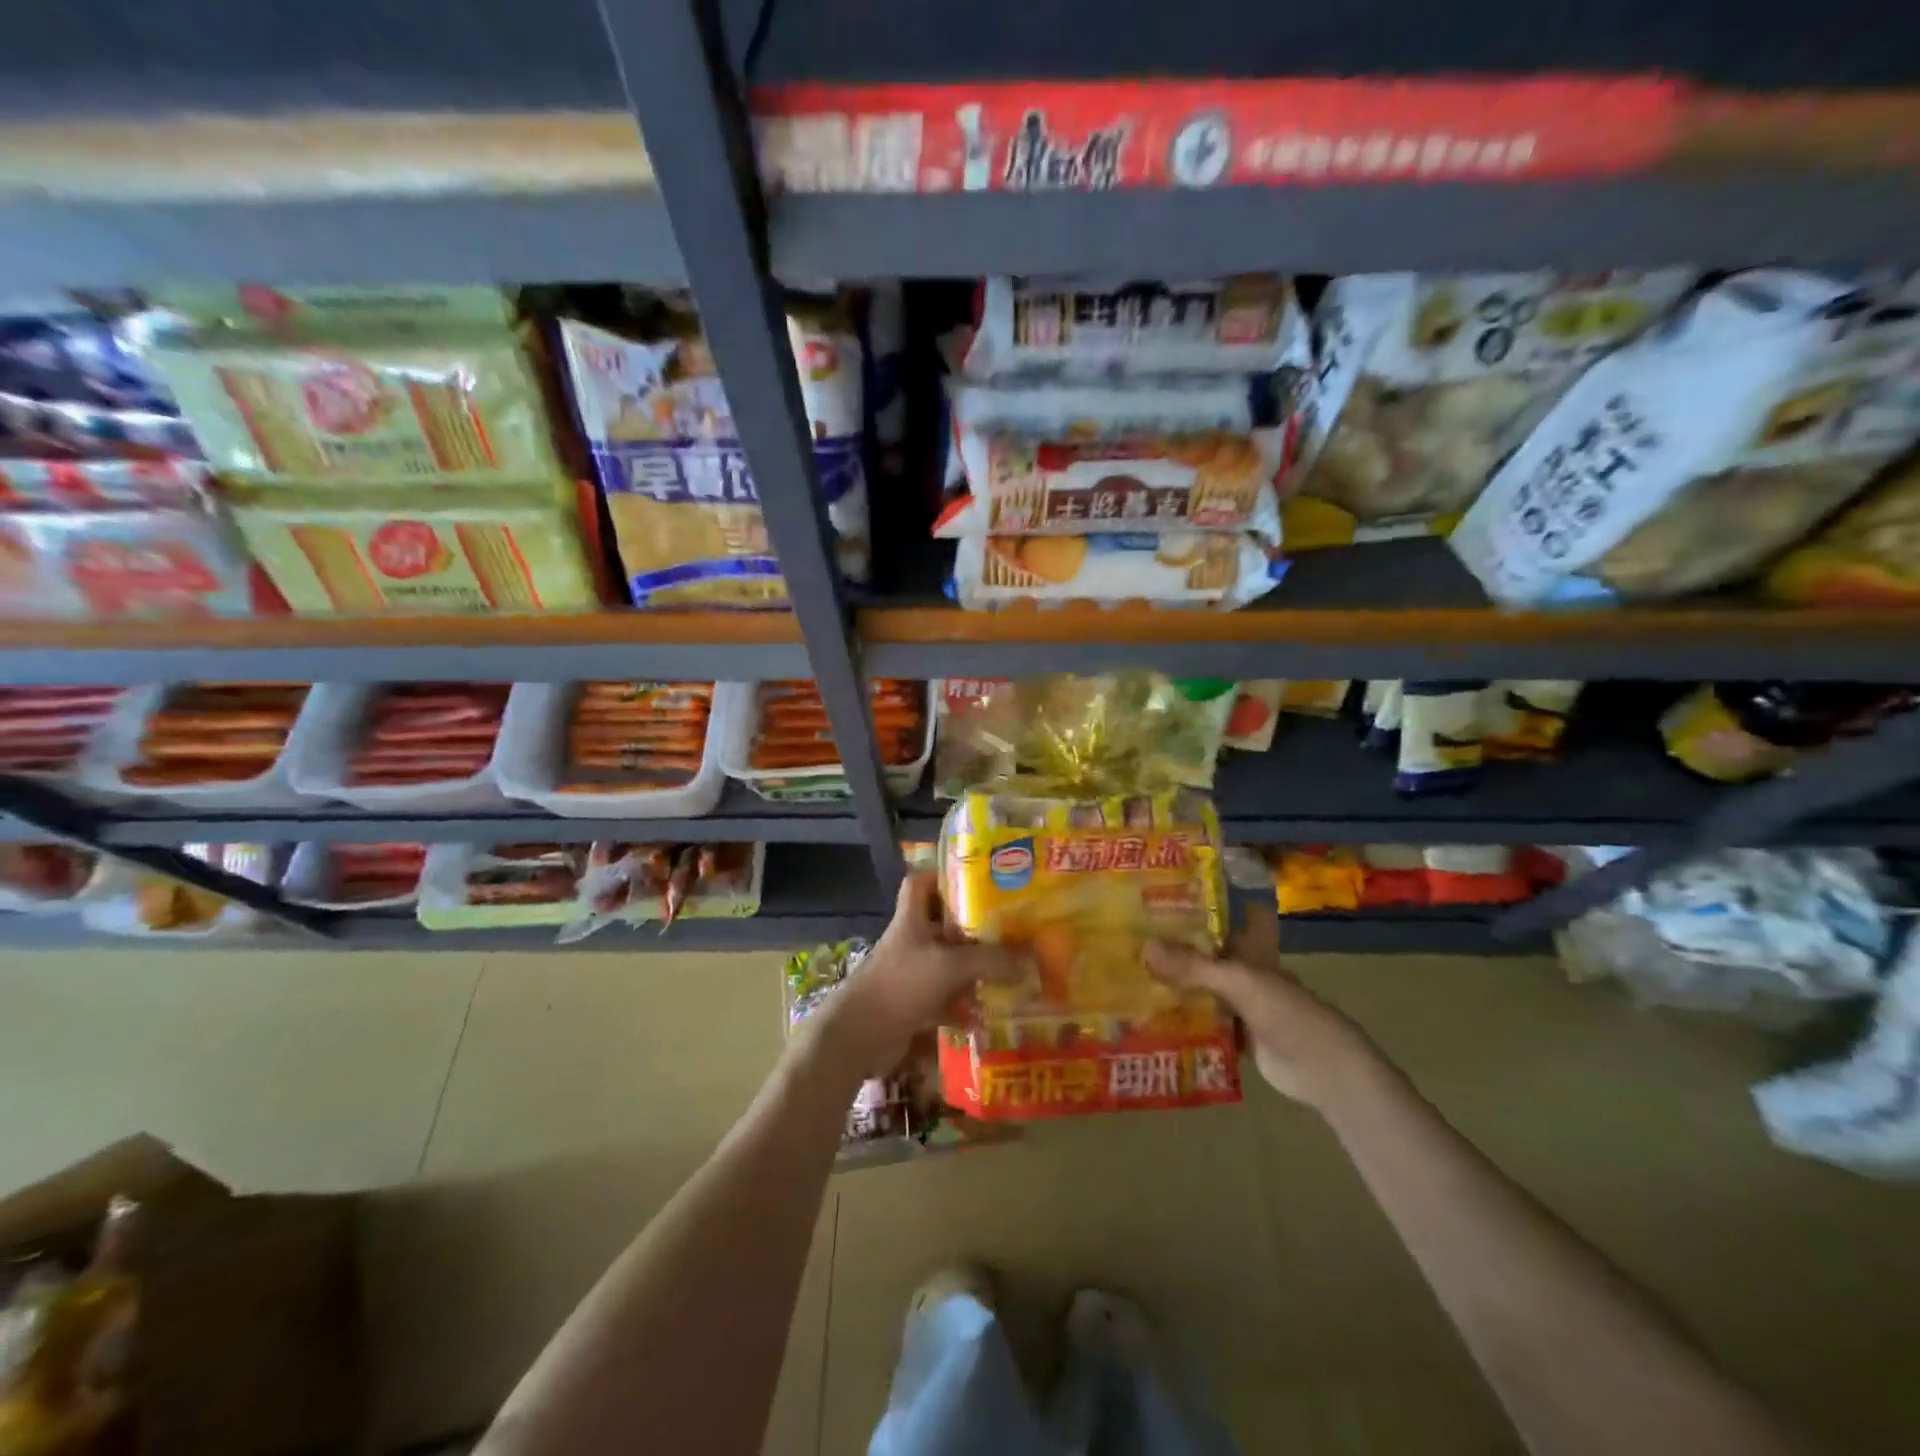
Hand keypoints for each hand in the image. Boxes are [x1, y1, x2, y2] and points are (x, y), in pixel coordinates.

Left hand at [816, 874, 1028, 1078]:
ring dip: (973, 968)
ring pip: (947, 963)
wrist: (859, 1035)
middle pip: (942, 924)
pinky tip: (989, 1014)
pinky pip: (945, 999)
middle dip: (973, 927)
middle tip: (1008, 927)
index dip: (942, 875)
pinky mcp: (913, 1004)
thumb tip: (1034, 958)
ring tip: (1009, 969)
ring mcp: (911, 974)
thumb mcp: (950, 965)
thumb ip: (992, 961)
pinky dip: (964, 1006)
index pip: (920, 882)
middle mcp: (911, 941)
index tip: (975, 879)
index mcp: (911, 919)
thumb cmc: (901, 984)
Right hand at [1146, 900, 1384, 1108]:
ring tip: (1132, 973)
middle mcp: (1246, 973)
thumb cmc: (1286, 1013)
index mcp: (1253, 951)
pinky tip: (1151, 1015)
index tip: (1173, 891)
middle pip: (1210, 954)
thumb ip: (1194, 966)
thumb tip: (1145, 946)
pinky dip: (1182, 1019)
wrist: (1321, 1070)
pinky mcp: (1237, 1036)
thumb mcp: (1238, 982)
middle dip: (1178, 946)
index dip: (1210, 903)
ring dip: (1176, 984)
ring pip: (1204, 988)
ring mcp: (1242, 1006)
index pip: (1233, 917)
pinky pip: (1204, 1022)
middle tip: (1134, 935)